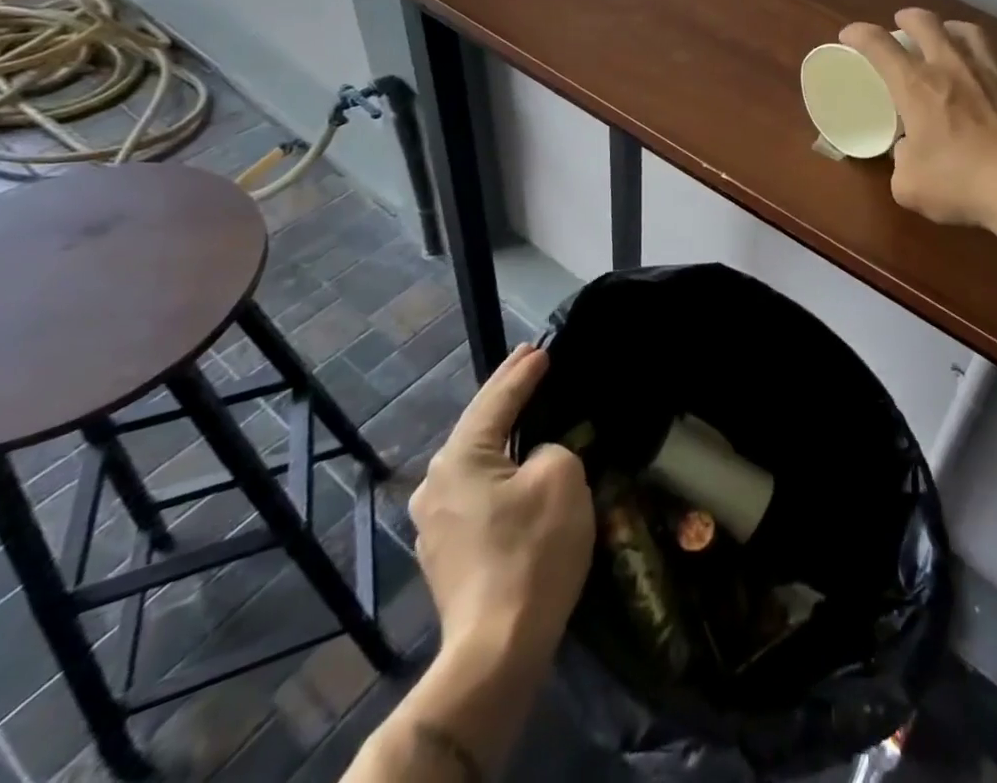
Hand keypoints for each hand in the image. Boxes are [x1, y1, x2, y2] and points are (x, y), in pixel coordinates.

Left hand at [408, 343, 593, 669]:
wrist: (497, 650)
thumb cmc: (532, 550)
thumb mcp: (561, 476)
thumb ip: (550, 448)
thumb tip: (534, 460)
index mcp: (460, 458)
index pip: (497, 399)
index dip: (522, 371)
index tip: (541, 347)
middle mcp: (436, 484)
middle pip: (479, 426)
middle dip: (506, 395)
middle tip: (529, 364)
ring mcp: (434, 524)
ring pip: (476, 462)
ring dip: (502, 436)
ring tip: (526, 412)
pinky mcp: (446, 554)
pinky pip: (477, 493)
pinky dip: (499, 471)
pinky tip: (516, 469)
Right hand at [839, 8, 996, 226]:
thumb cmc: (958, 181)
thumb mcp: (910, 184)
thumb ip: (903, 161)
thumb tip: (909, 151)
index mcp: (916, 86)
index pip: (880, 47)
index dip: (861, 35)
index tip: (850, 34)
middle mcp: (951, 67)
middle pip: (927, 24)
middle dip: (909, 18)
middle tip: (903, 22)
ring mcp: (991, 71)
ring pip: (968, 31)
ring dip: (951, 28)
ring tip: (948, 34)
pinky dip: (984, 56)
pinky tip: (986, 69)